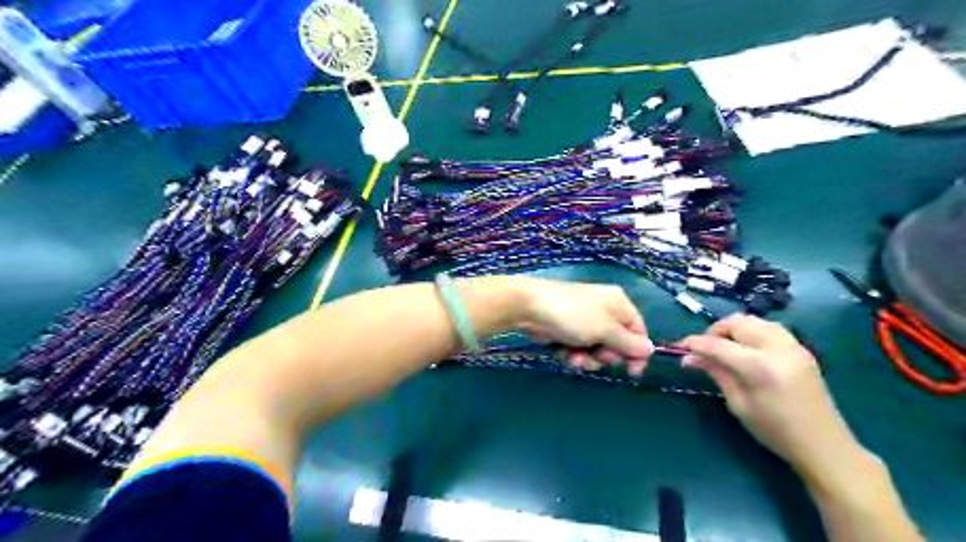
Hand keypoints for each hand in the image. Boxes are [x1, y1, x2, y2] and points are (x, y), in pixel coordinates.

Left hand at [517, 278, 651, 373]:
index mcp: (618, 304)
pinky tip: (565, 354)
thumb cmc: (574, 315)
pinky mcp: (568, 330)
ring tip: (576, 357)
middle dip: (606, 355)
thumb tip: (651, 350)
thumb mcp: (606, 330)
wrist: (531, 307)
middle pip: (617, 343)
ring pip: (597, 349)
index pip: (638, 331)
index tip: (632, 372)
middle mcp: (604, 311)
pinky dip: (574, 354)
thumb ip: (629, 343)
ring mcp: (585, 321)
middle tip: (597, 355)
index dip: (637, 353)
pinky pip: (580, 348)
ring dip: (588, 358)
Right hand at [678, 314, 867, 478]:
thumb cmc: (776, 431)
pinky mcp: (801, 348)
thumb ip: (716, 373)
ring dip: (733, 328)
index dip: (695, 343)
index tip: (679, 347)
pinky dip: (751, 331)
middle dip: (715, 331)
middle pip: (737, 323)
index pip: (718, 345)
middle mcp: (778, 349)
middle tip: (703, 348)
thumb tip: (688, 357)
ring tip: (723, 346)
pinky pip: (769, 327)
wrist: (824, 445)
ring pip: (754, 320)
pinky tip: (745, 347)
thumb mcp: (738, 404)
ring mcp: (793, 346)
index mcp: (761, 367)